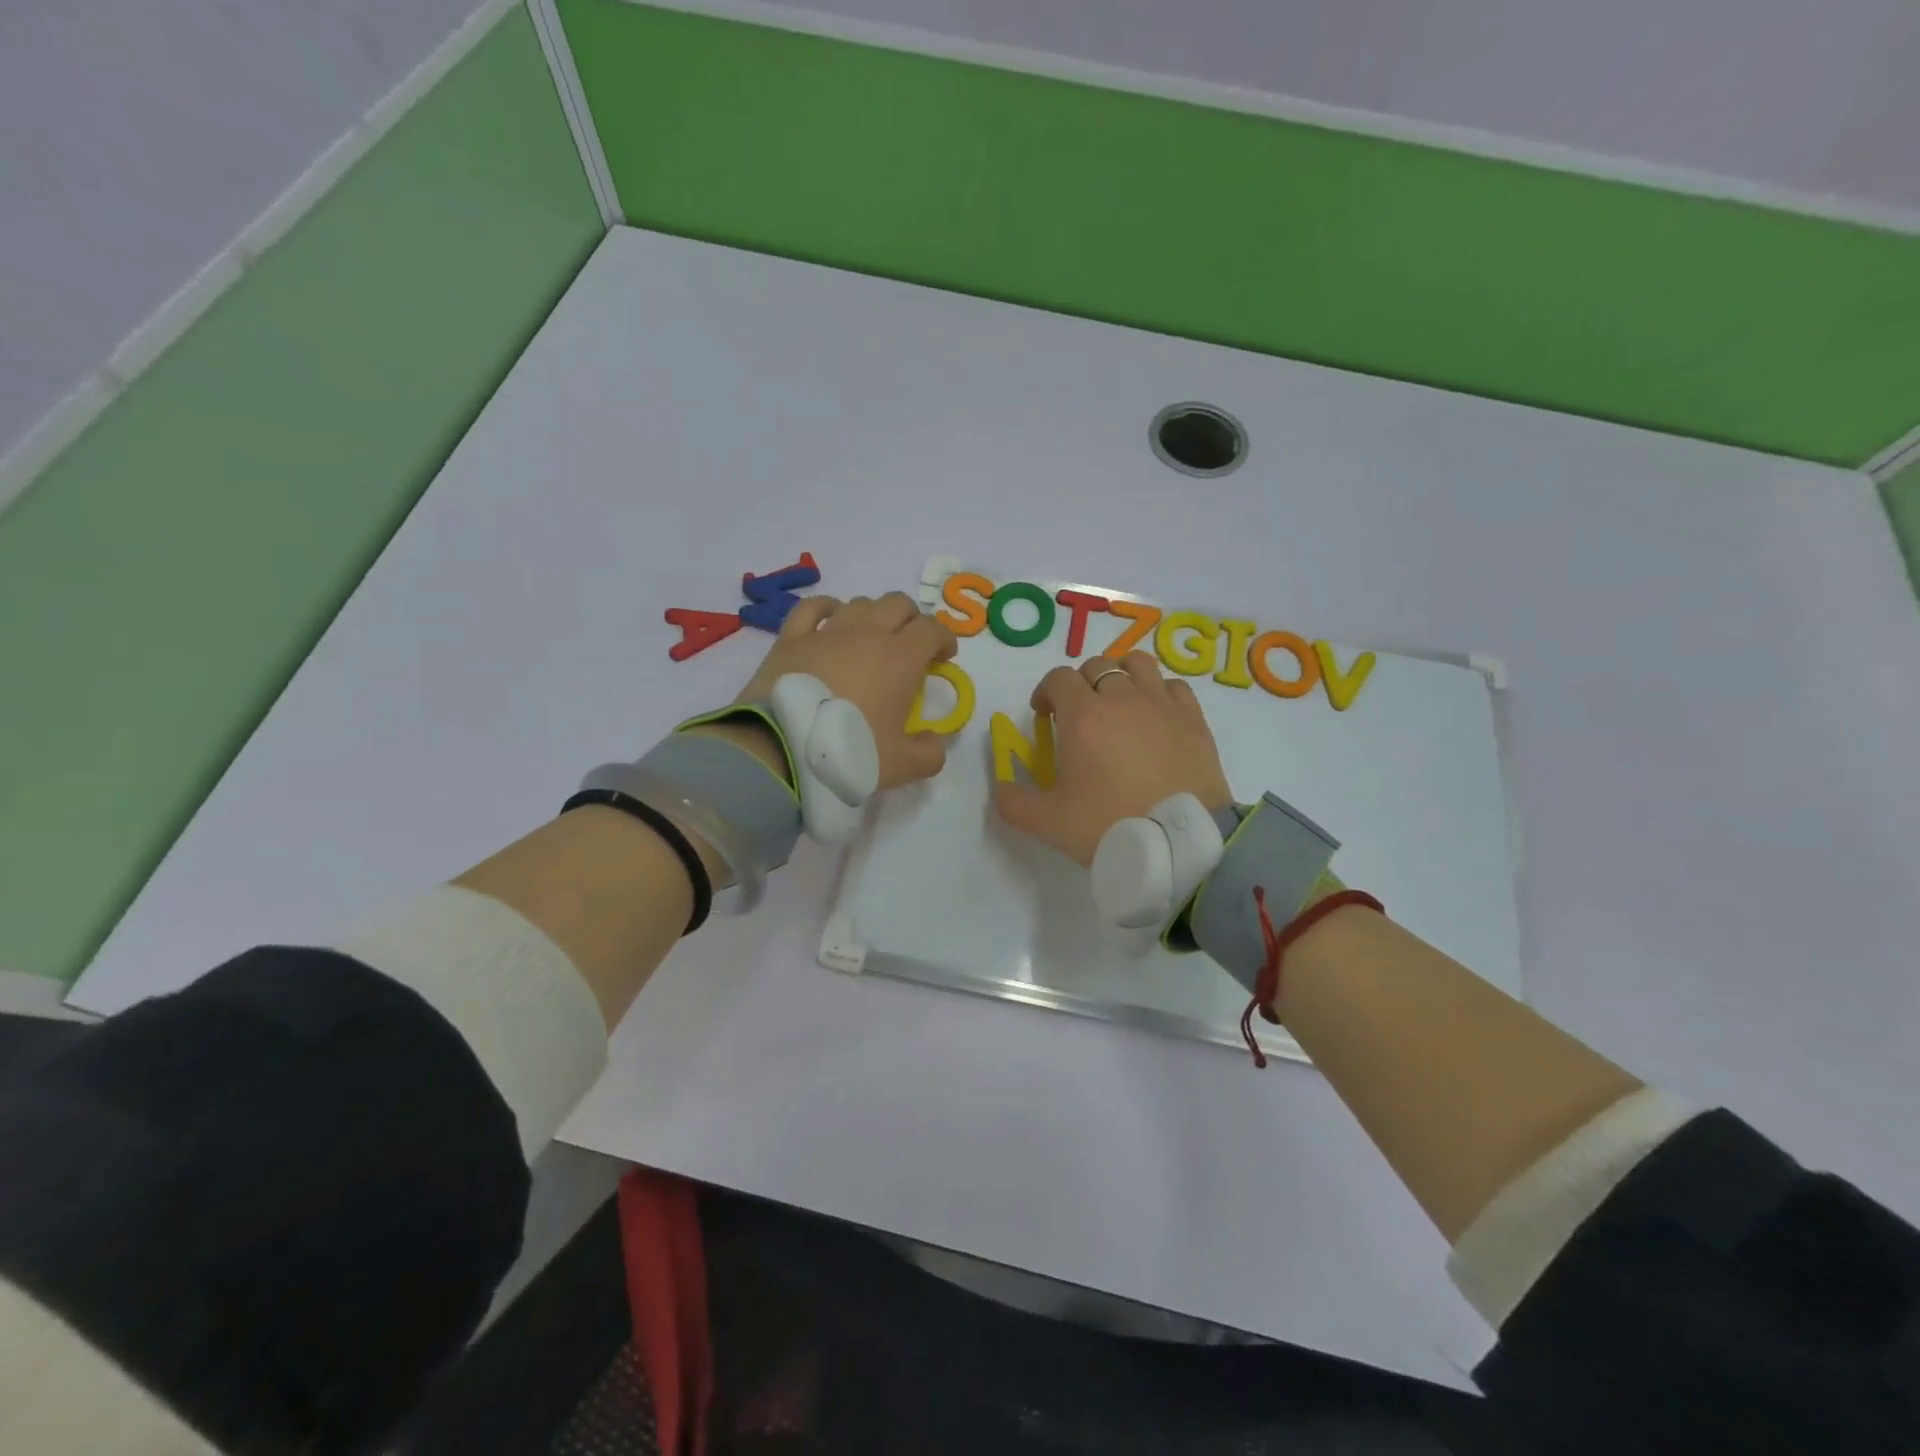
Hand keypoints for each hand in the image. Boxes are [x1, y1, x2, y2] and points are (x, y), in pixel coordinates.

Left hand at [730, 593, 958, 789]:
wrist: (783, 751)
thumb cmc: (850, 753)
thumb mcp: (902, 766)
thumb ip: (929, 753)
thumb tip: (933, 740)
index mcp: (901, 658)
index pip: (933, 630)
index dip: (944, 639)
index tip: (943, 658)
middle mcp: (867, 634)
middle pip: (898, 604)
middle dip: (911, 620)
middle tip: (910, 646)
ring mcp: (827, 631)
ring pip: (859, 603)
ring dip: (873, 615)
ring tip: (871, 638)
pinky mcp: (792, 638)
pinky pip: (812, 608)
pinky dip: (827, 608)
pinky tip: (830, 619)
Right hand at [994, 652, 1232, 865]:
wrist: (1179, 843)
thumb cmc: (1109, 825)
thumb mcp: (1048, 823)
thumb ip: (1014, 802)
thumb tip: (999, 786)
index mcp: (1083, 715)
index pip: (1059, 679)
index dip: (1046, 691)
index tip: (1044, 715)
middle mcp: (1122, 698)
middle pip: (1097, 666)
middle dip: (1081, 684)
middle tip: (1079, 715)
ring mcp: (1162, 704)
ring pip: (1138, 664)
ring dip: (1121, 675)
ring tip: (1118, 701)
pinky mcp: (1193, 718)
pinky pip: (1173, 685)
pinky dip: (1159, 691)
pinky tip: (1155, 714)